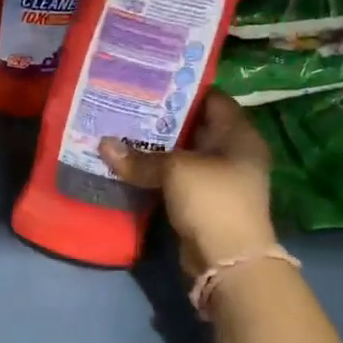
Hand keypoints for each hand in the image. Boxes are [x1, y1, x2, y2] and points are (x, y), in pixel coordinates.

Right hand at [99, 89, 276, 275]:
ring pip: (182, 154)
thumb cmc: (212, 200)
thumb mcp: (175, 171)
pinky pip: (175, 177)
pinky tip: (128, 163)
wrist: (228, 260)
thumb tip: (103, 145)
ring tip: (121, 130)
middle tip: (127, 104)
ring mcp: (218, 178)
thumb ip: (140, 157)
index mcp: (239, 135)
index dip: (183, 88)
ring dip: (155, 147)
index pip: (212, 99)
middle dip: (162, 118)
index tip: (150, 81)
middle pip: (194, 126)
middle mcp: (232, 152)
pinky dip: (155, 171)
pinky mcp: (202, 200)